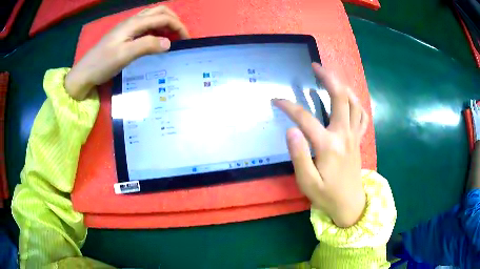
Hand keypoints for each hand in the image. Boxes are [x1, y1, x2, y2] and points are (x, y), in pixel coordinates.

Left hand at [65, 5, 189, 99]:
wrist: (85, 72)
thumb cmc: (102, 64)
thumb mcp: (124, 55)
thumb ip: (147, 46)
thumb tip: (169, 43)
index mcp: (134, 23)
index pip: (163, 17)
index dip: (178, 26)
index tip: (187, 40)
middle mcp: (133, 20)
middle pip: (160, 11)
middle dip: (174, 20)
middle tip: (180, 35)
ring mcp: (128, 27)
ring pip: (153, 16)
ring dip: (165, 23)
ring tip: (171, 37)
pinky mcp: (125, 34)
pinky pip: (146, 25)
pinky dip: (156, 29)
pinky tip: (156, 40)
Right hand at [274, 63, 368, 227]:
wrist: (350, 204)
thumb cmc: (327, 195)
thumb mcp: (307, 182)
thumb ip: (299, 155)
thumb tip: (291, 130)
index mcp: (329, 145)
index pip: (305, 118)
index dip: (289, 106)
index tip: (276, 100)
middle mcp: (344, 134)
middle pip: (340, 97)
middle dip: (328, 78)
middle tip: (316, 66)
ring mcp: (354, 135)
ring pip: (354, 102)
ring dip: (343, 86)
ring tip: (331, 77)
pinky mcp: (358, 139)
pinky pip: (362, 115)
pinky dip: (356, 102)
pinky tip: (348, 98)